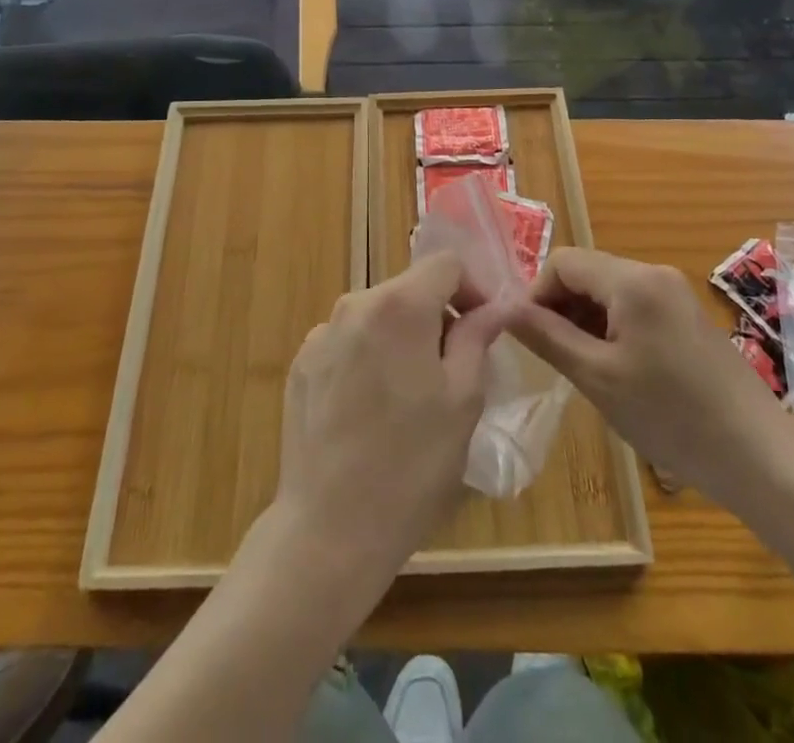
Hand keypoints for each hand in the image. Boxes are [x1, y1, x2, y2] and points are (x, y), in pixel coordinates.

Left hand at [273, 251, 509, 587]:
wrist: (330, 529)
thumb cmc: (411, 464)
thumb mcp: (463, 400)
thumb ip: (476, 338)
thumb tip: (492, 307)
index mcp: (399, 305)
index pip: (445, 264)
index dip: (471, 288)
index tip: (482, 327)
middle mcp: (355, 304)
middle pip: (409, 288)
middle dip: (437, 315)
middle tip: (454, 367)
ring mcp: (322, 333)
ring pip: (378, 315)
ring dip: (402, 336)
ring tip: (412, 393)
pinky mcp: (302, 363)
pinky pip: (348, 342)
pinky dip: (369, 356)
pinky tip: (371, 409)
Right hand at [509, 247, 786, 503]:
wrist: (762, 458)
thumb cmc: (672, 416)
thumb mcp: (598, 378)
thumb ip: (547, 336)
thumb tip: (503, 308)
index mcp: (632, 279)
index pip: (563, 262)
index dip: (536, 294)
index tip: (527, 338)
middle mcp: (654, 273)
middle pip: (587, 273)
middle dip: (560, 307)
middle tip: (552, 357)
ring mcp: (675, 294)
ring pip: (609, 291)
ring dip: (585, 320)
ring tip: (581, 369)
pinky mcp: (687, 317)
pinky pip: (634, 307)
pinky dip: (612, 329)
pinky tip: (615, 370)